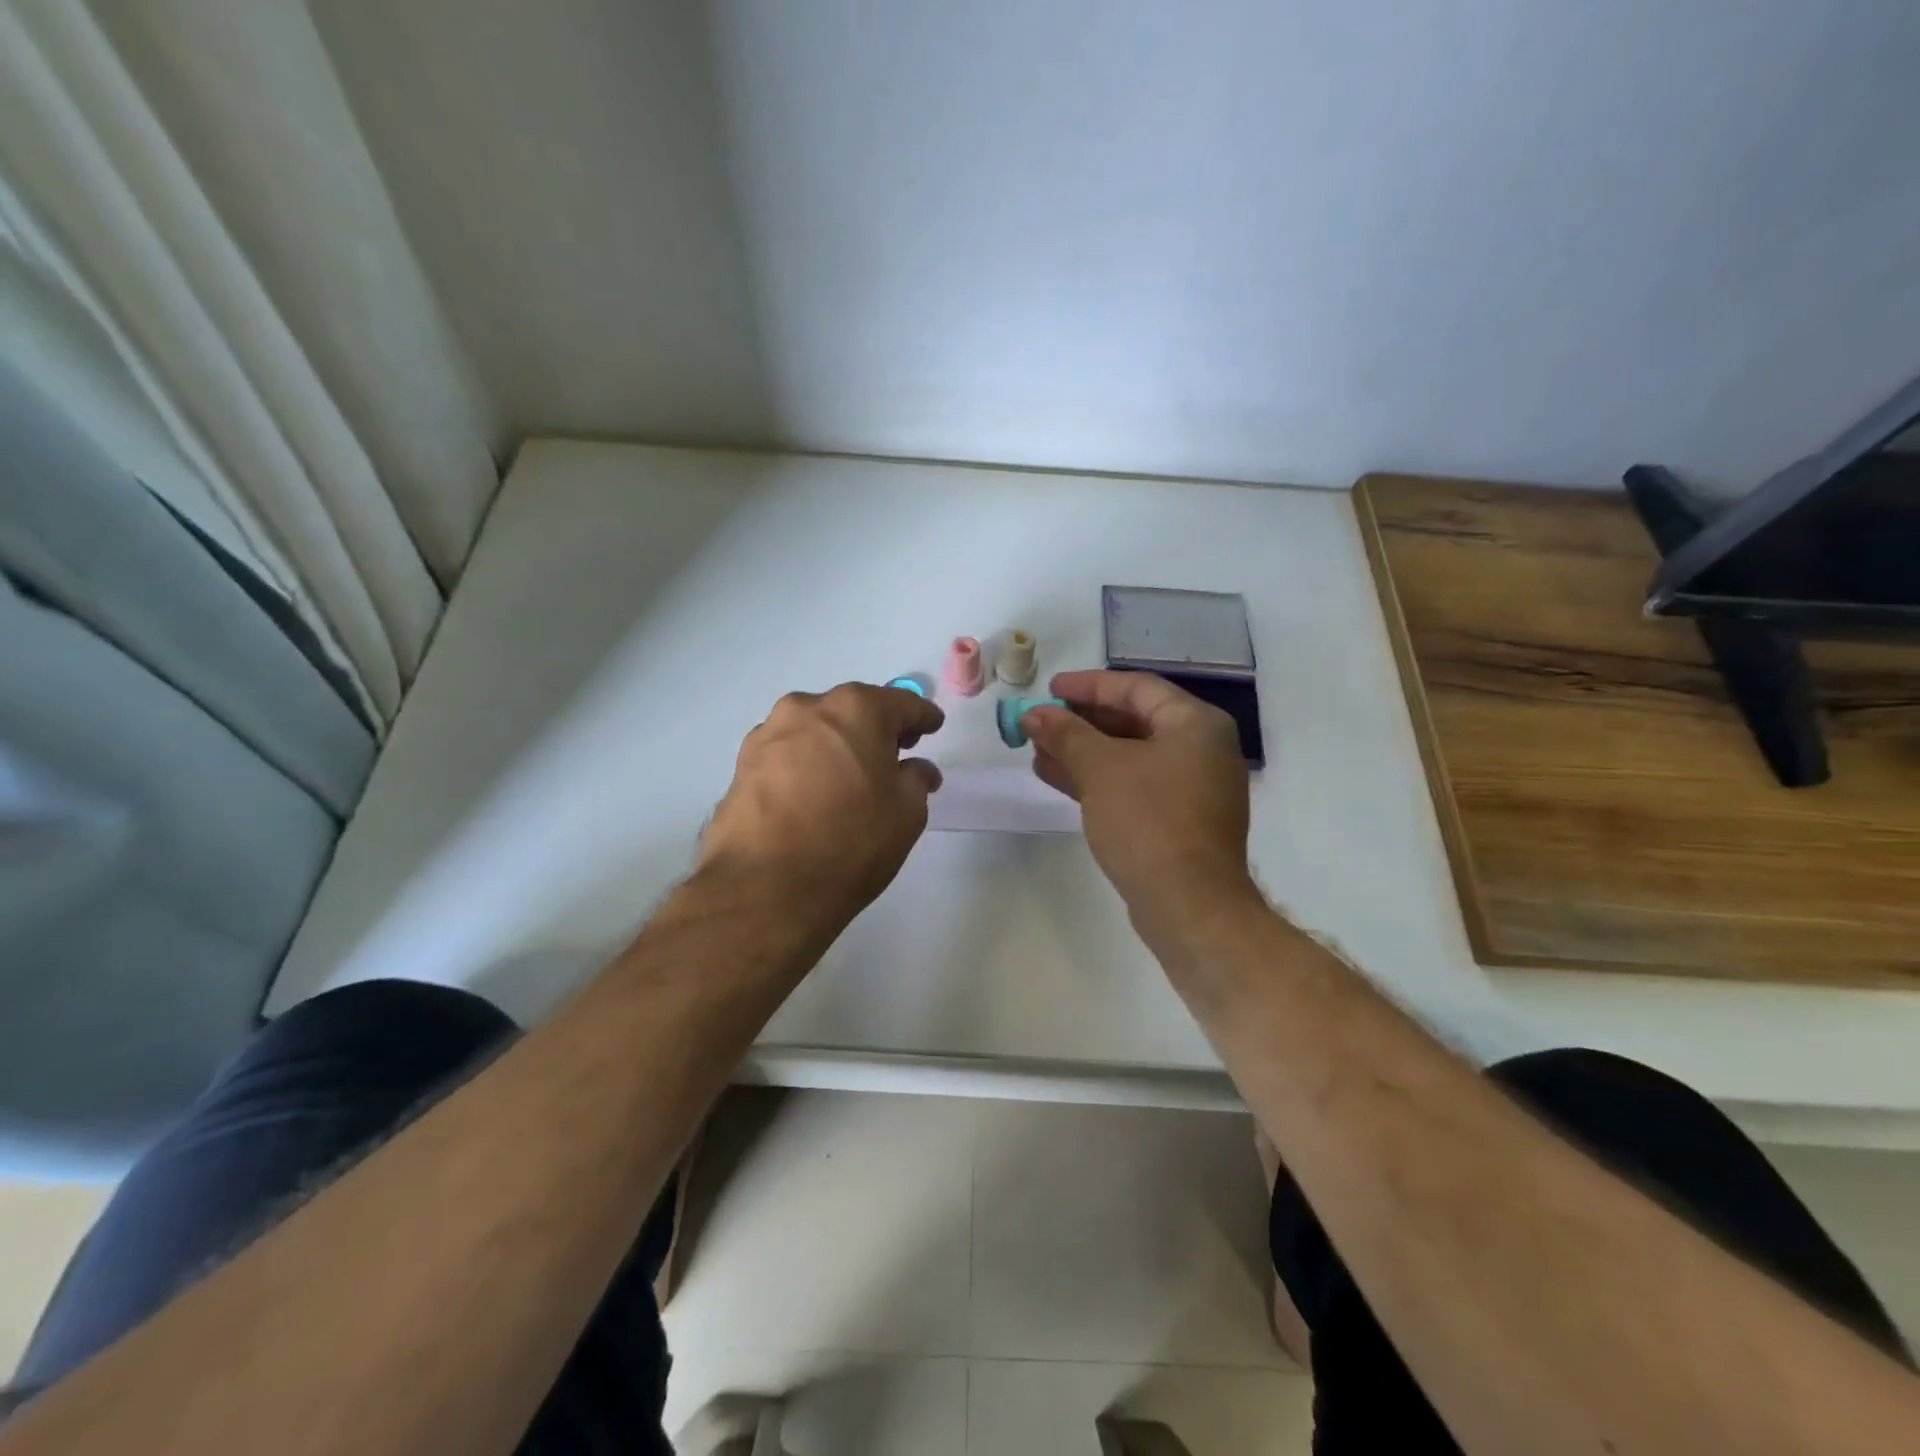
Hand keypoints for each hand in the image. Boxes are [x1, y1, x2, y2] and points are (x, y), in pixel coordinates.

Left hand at [698, 683, 944, 928]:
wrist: (764, 888)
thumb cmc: (851, 842)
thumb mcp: (906, 814)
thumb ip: (916, 780)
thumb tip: (915, 769)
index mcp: (856, 709)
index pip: (901, 703)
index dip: (922, 716)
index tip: (933, 726)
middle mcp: (807, 709)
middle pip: (853, 710)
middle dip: (876, 728)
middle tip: (895, 753)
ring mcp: (768, 735)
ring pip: (815, 731)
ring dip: (837, 746)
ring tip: (851, 777)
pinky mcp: (742, 766)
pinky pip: (787, 756)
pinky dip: (806, 766)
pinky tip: (814, 794)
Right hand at [1022, 670, 1255, 929]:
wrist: (1188, 905)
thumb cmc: (1149, 821)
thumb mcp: (1101, 768)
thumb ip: (1066, 734)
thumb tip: (1034, 714)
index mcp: (1196, 725)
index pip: (1137, 688)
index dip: (1089, 685)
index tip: (1050, 688)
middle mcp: (1201, 750)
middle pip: (1133, 721)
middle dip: (1081, 722)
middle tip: (1040, 722)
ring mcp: (1192, 788)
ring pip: (1129, 756)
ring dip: (1083, 752)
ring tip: (1037, 750)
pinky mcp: (1178, 821)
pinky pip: (1133, 785)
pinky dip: (1097, 779)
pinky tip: (1056, 778)